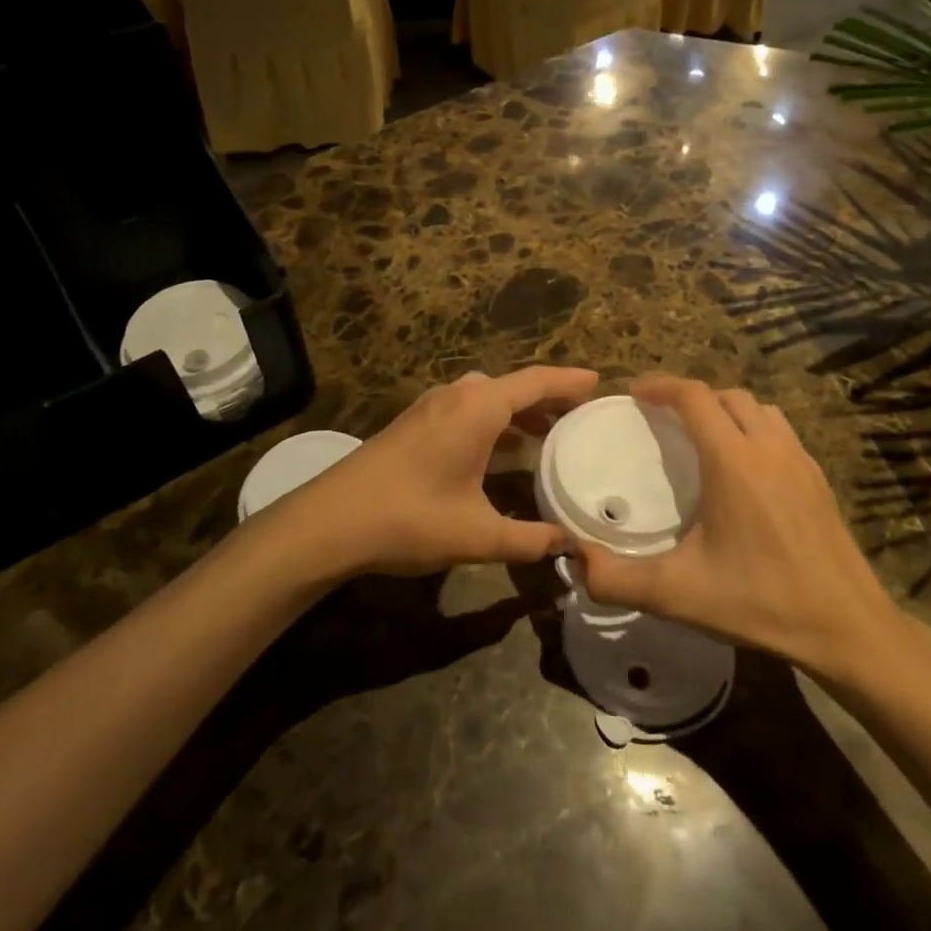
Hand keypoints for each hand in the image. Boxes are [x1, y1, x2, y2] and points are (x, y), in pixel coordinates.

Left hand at [292, 366, 598, 578]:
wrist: (329, 521)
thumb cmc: (409, 517)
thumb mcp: (477, 534)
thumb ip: (529, 540)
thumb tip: (571, 549)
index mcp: (478, 407)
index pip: (536, 381)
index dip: (571, 381)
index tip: (601, 383)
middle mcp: (457, 395)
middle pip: (514, 386)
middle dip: (549, 397)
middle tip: (582, 414)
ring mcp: (431, 407)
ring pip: (488, 398)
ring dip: (519, 411)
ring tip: (550, 433)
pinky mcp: (415, 424)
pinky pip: (468, 410)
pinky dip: (495, 421)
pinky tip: (502, 451)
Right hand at [574, 377, 917, 685]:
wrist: (847, 627)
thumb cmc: (760, 601)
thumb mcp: (677, 593)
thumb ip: (616, 578)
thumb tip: (574, 559)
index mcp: (733, 460)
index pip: (694, 396)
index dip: (660, 385)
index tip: (633, 392)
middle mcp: (769, 448)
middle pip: (727, 395)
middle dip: (691, 396)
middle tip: (662, 417)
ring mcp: (800, 461)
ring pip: (760, 409)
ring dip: (727, 409)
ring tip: (703, 436)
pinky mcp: (819, 480)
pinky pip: (782, 433)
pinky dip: (755, 430)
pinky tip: (745, 470)